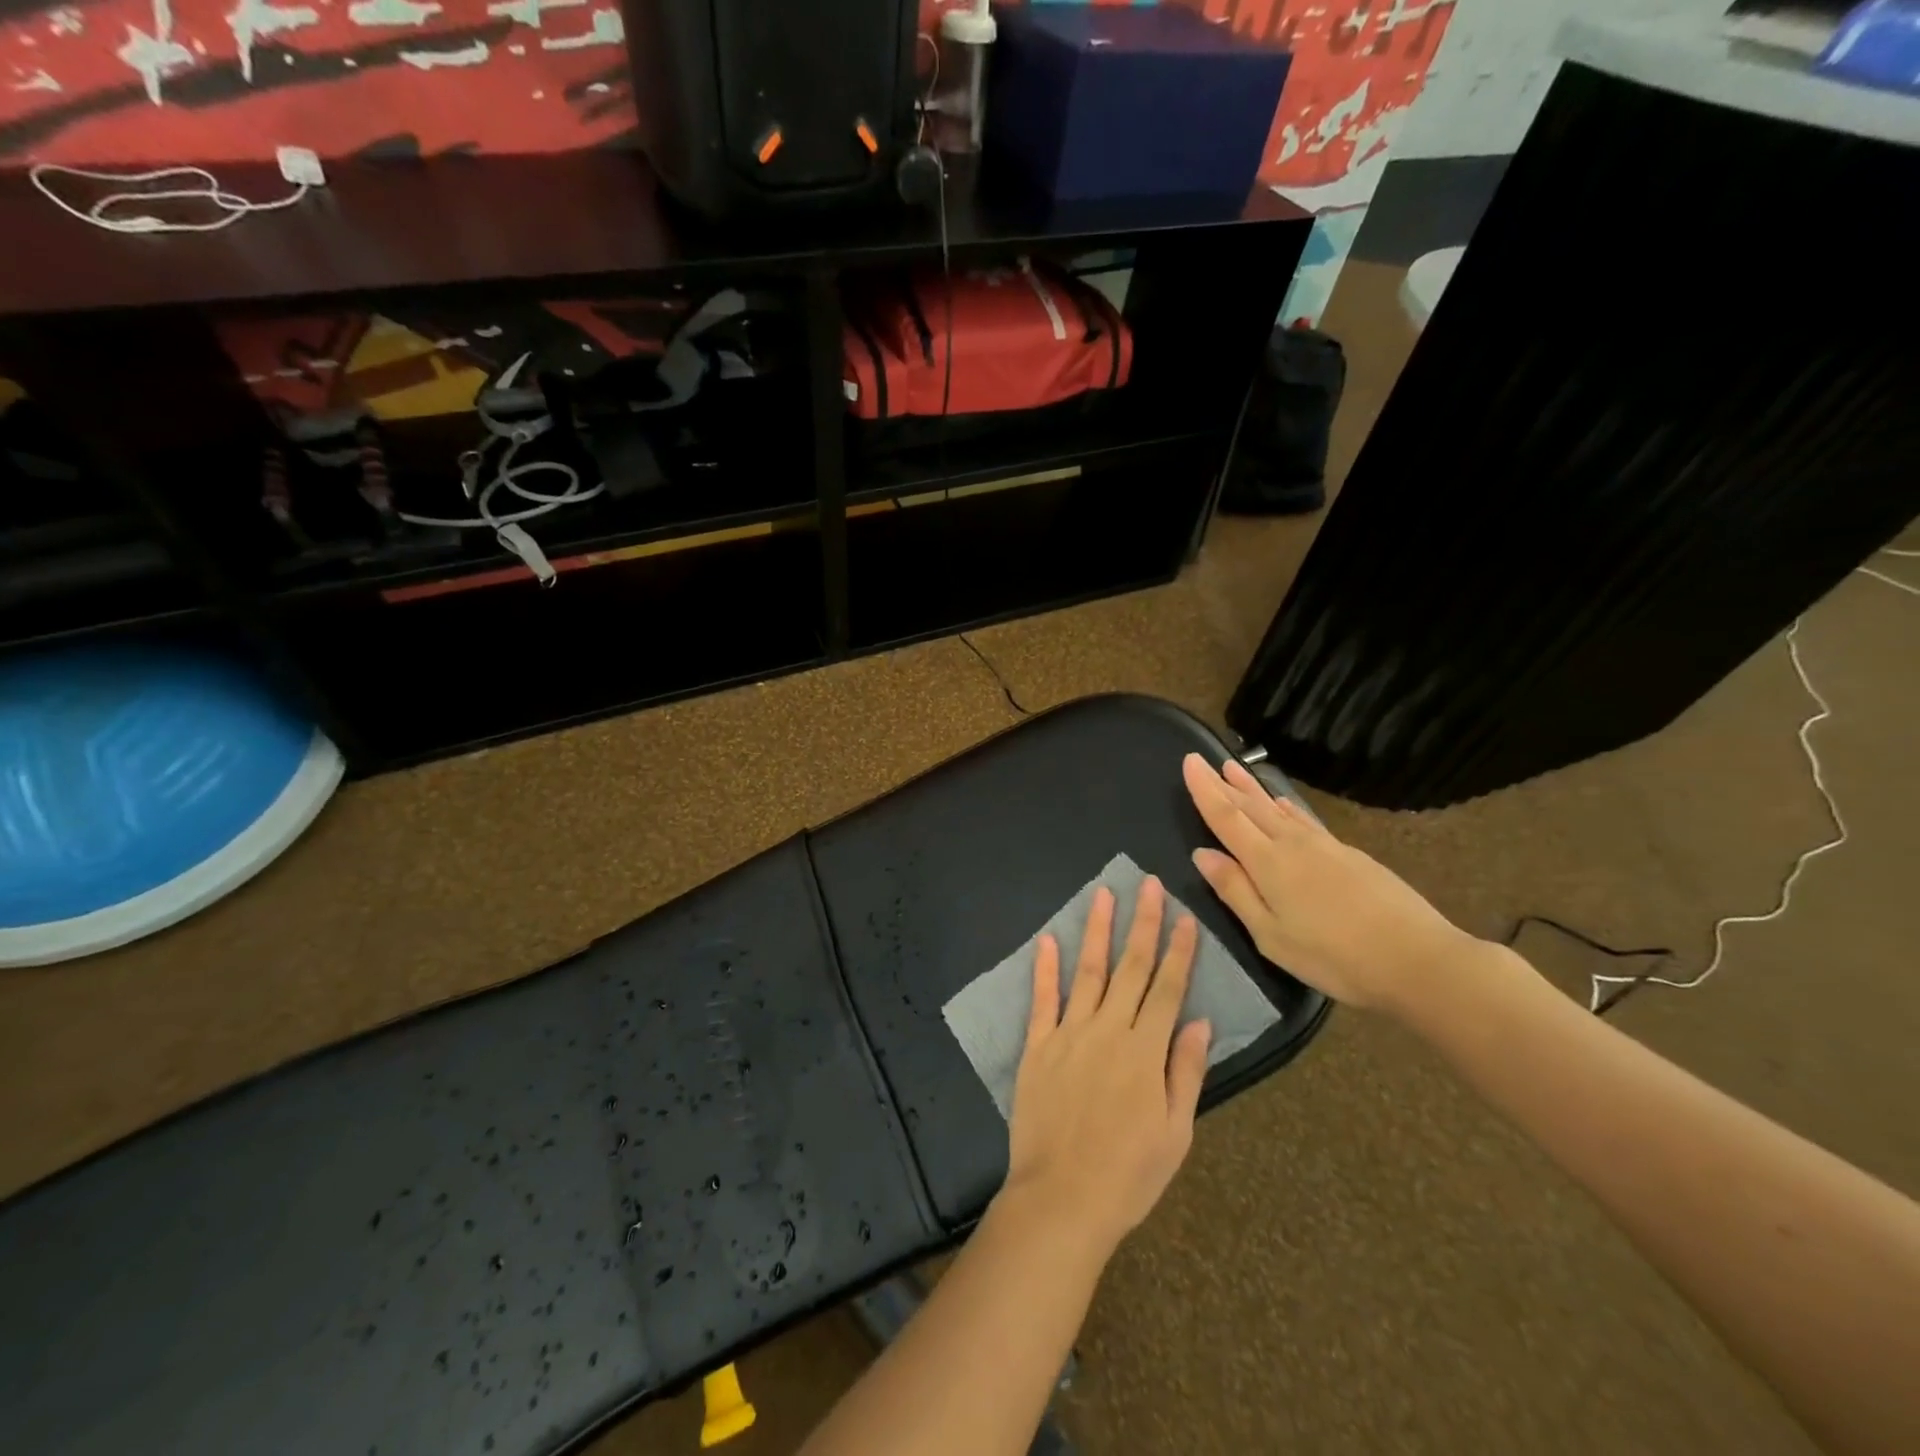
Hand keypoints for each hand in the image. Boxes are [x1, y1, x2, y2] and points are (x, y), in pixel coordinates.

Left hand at [999, 877, 1212, 1256]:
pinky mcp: (1038, 1046)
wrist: (1062, 1198)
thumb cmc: (1128, 1173)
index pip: (1167, 988)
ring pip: (1089, 972)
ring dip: (1098, 931)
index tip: (1184, 917)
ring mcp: (1070, 1034)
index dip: (1178, 951)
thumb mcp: (1175, 1132)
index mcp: (1145, 1051)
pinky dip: (1045, 968)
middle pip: (1131, 968)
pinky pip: (1042, 999)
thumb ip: (1185, 1071)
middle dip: (1143, 924)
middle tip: (1149, 885)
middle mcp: (1109, 1030)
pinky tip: (1048, 939)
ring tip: (1105, 895)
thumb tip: (1199, 1020)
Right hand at [1181, 753, 1474, 1013]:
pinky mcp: (1349, 855)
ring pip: (1278, 808)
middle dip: (1224, 783)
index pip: (1226, 817)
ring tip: (1234, 768)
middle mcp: (1293, 844)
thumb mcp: (1272, 936)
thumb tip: (1202, 854)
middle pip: (1251, 807)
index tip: (1189, 762)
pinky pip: (1305, 819)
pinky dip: (1287, 806)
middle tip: (1204, 760)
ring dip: (1253, 788)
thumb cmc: (1335, 957)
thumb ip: (1236, 892)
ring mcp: (1325, 846)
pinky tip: (1285, 803)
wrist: (1418, 959)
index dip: (1205, 790)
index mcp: (1268, 863)